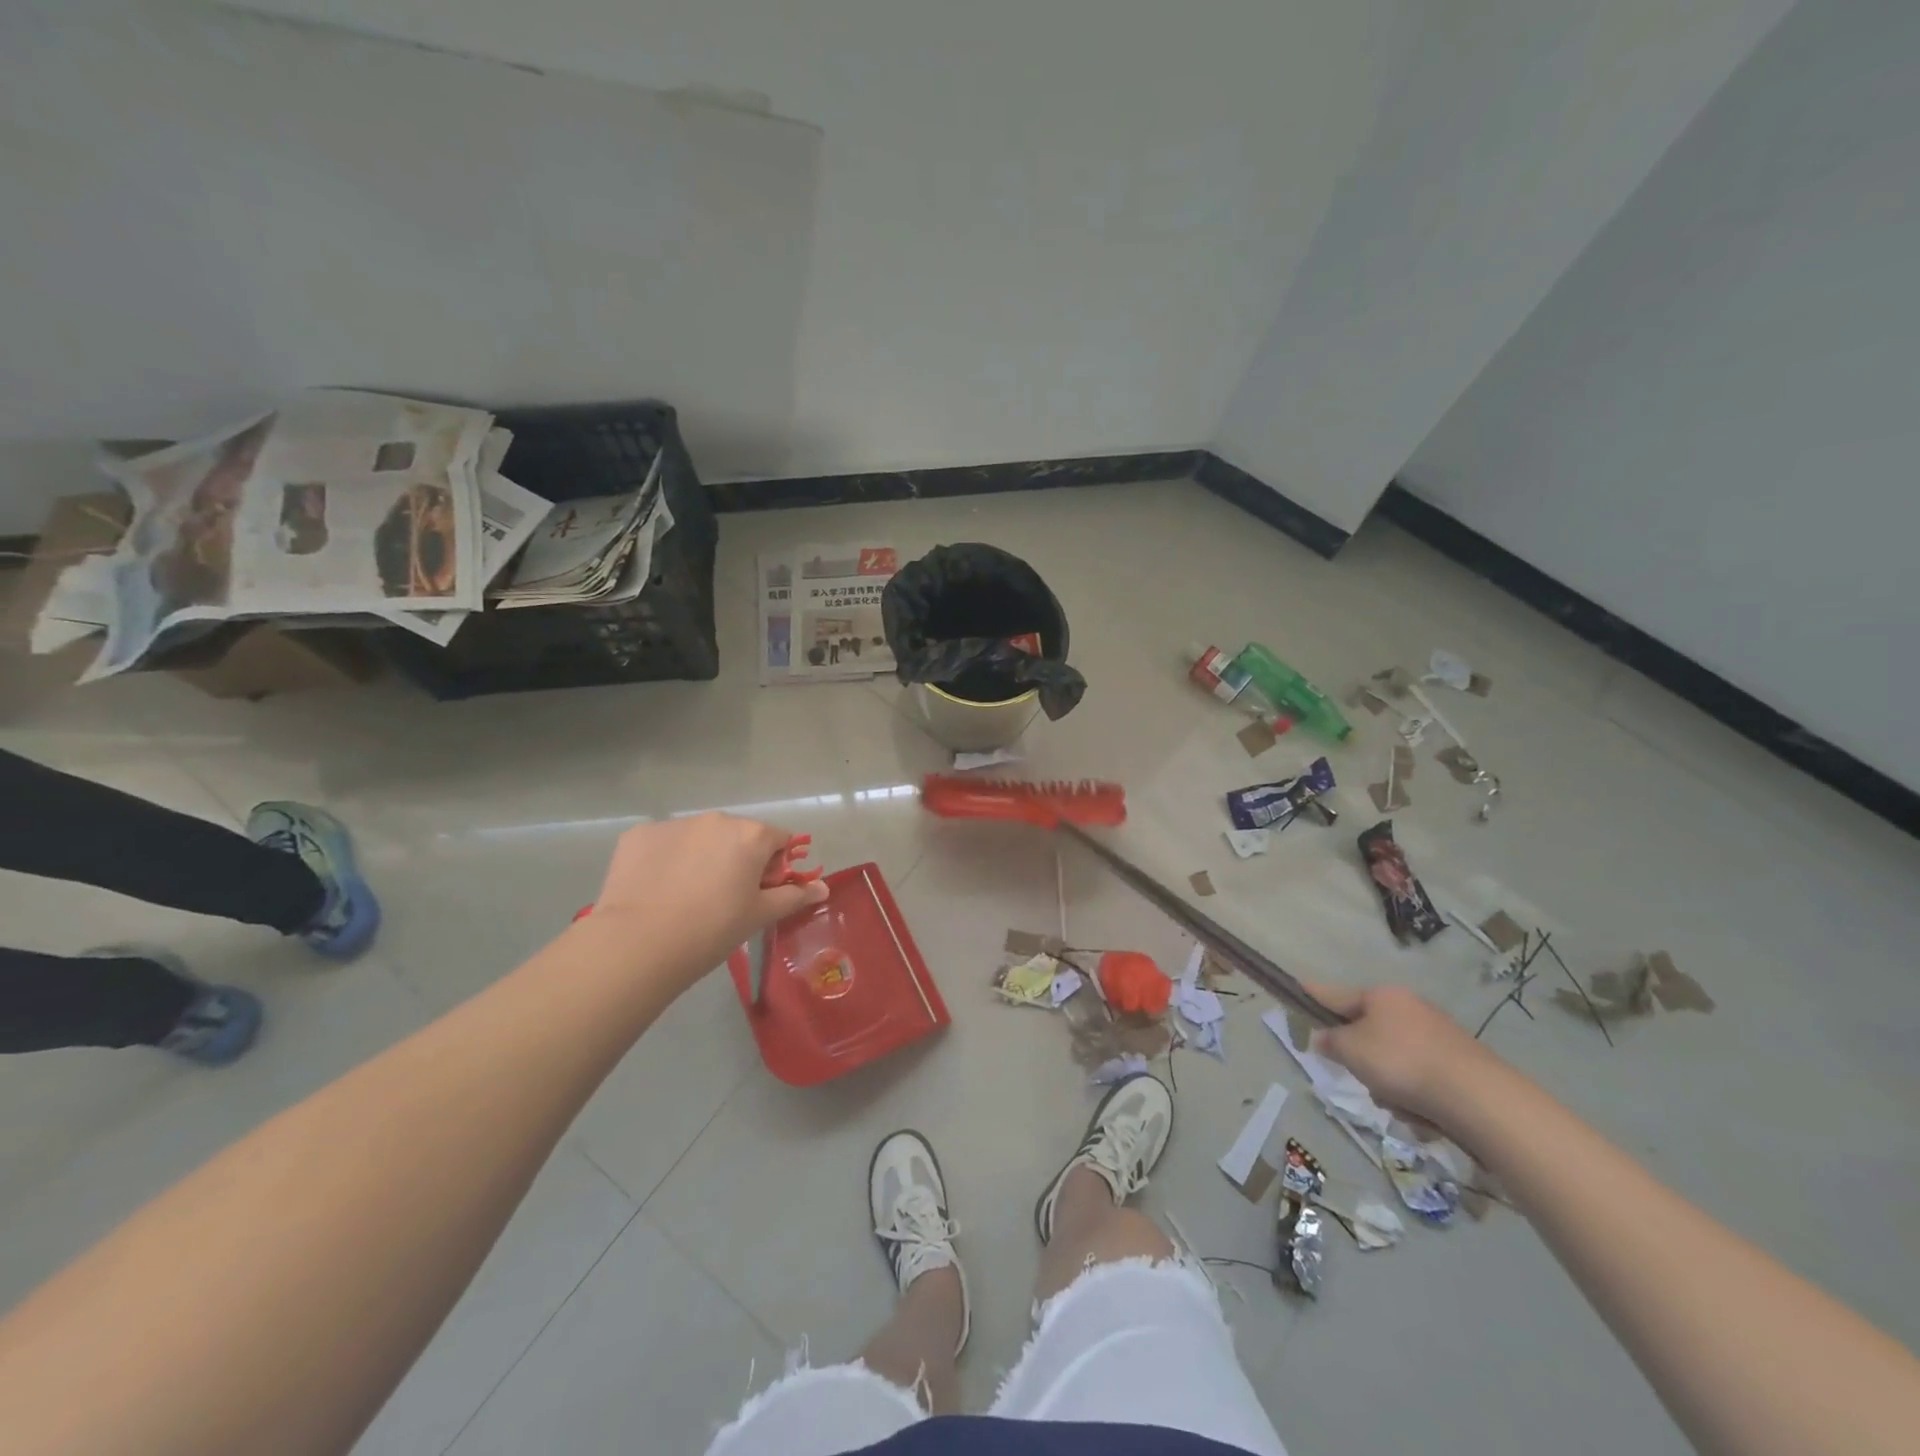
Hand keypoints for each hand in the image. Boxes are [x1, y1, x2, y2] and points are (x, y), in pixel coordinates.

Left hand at [585, 813, 828, 991]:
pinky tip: (657, 890)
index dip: (775, 866)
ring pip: (699, 837)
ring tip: (686, 897)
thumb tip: (823, 888)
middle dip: (737, 859)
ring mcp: (675, 824)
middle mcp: (716, 819)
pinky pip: (664, 843)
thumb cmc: (712, 929)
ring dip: (702, 857)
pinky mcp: (639, 834)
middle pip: (738, 835)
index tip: (761, 893)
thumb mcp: (759, 915)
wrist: (638, 943)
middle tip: (724, 898)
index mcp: (751, 834)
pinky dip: (666, 860)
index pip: (778, 840)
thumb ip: (794, 896)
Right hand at [1305, 982, 1499, 1124]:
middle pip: (1368, 1032)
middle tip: (1362, 1077)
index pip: (1336, 994)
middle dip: (1362, 1060)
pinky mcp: (1459, 1065)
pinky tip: (1422, 1114)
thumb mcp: (1351, 1051)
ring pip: (1392, 1060)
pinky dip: (1415, 1096)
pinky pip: (1419, 1079)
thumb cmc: (1402, 1063)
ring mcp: (1438, 1036)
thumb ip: (1331, 1042)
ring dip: (1388, 1084)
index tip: (1297, 988)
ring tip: (1399, 1104)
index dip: (1314, 995)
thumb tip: (1326, 1038)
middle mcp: (1410, 1008)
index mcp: (1381, 996)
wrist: (1478, 1099)